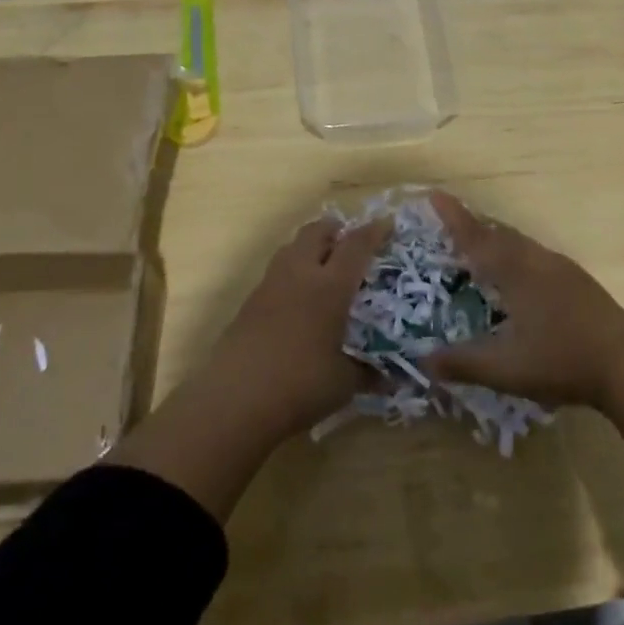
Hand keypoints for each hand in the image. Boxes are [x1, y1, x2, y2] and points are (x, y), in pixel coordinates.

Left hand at [200, 214, 389, 438]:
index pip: (356, 246)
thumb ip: (368, 373)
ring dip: (310, 247)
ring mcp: (270, 286)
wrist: (234, 400)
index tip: (387, 224)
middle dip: (335, 230)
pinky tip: (298, 300)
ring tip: (324, 266)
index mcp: (330, 286)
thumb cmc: (299, 385)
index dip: (373, 231)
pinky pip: (276, 273)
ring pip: (292, 248)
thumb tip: (390, 377)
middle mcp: (300, 275)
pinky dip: (292, 273)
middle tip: (350, 242)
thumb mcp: (343, 383)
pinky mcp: (249, 303)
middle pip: (316, 232)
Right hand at [420, 192, 623, 410]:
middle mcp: (536, 260)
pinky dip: (516, 253)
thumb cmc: (562, 361)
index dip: (453, 217)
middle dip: (473, 225)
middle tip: (451, 222)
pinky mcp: (577, 280)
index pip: (475, 238)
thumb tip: (423, 360)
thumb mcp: (505, 369)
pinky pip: (535, 254)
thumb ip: (462, 363)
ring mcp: (561, 268)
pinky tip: (519, 275)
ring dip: (496, 238)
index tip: (434, 194)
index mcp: (515, 272)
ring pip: (520, 243)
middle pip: (498, 233)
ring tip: (480, 246)